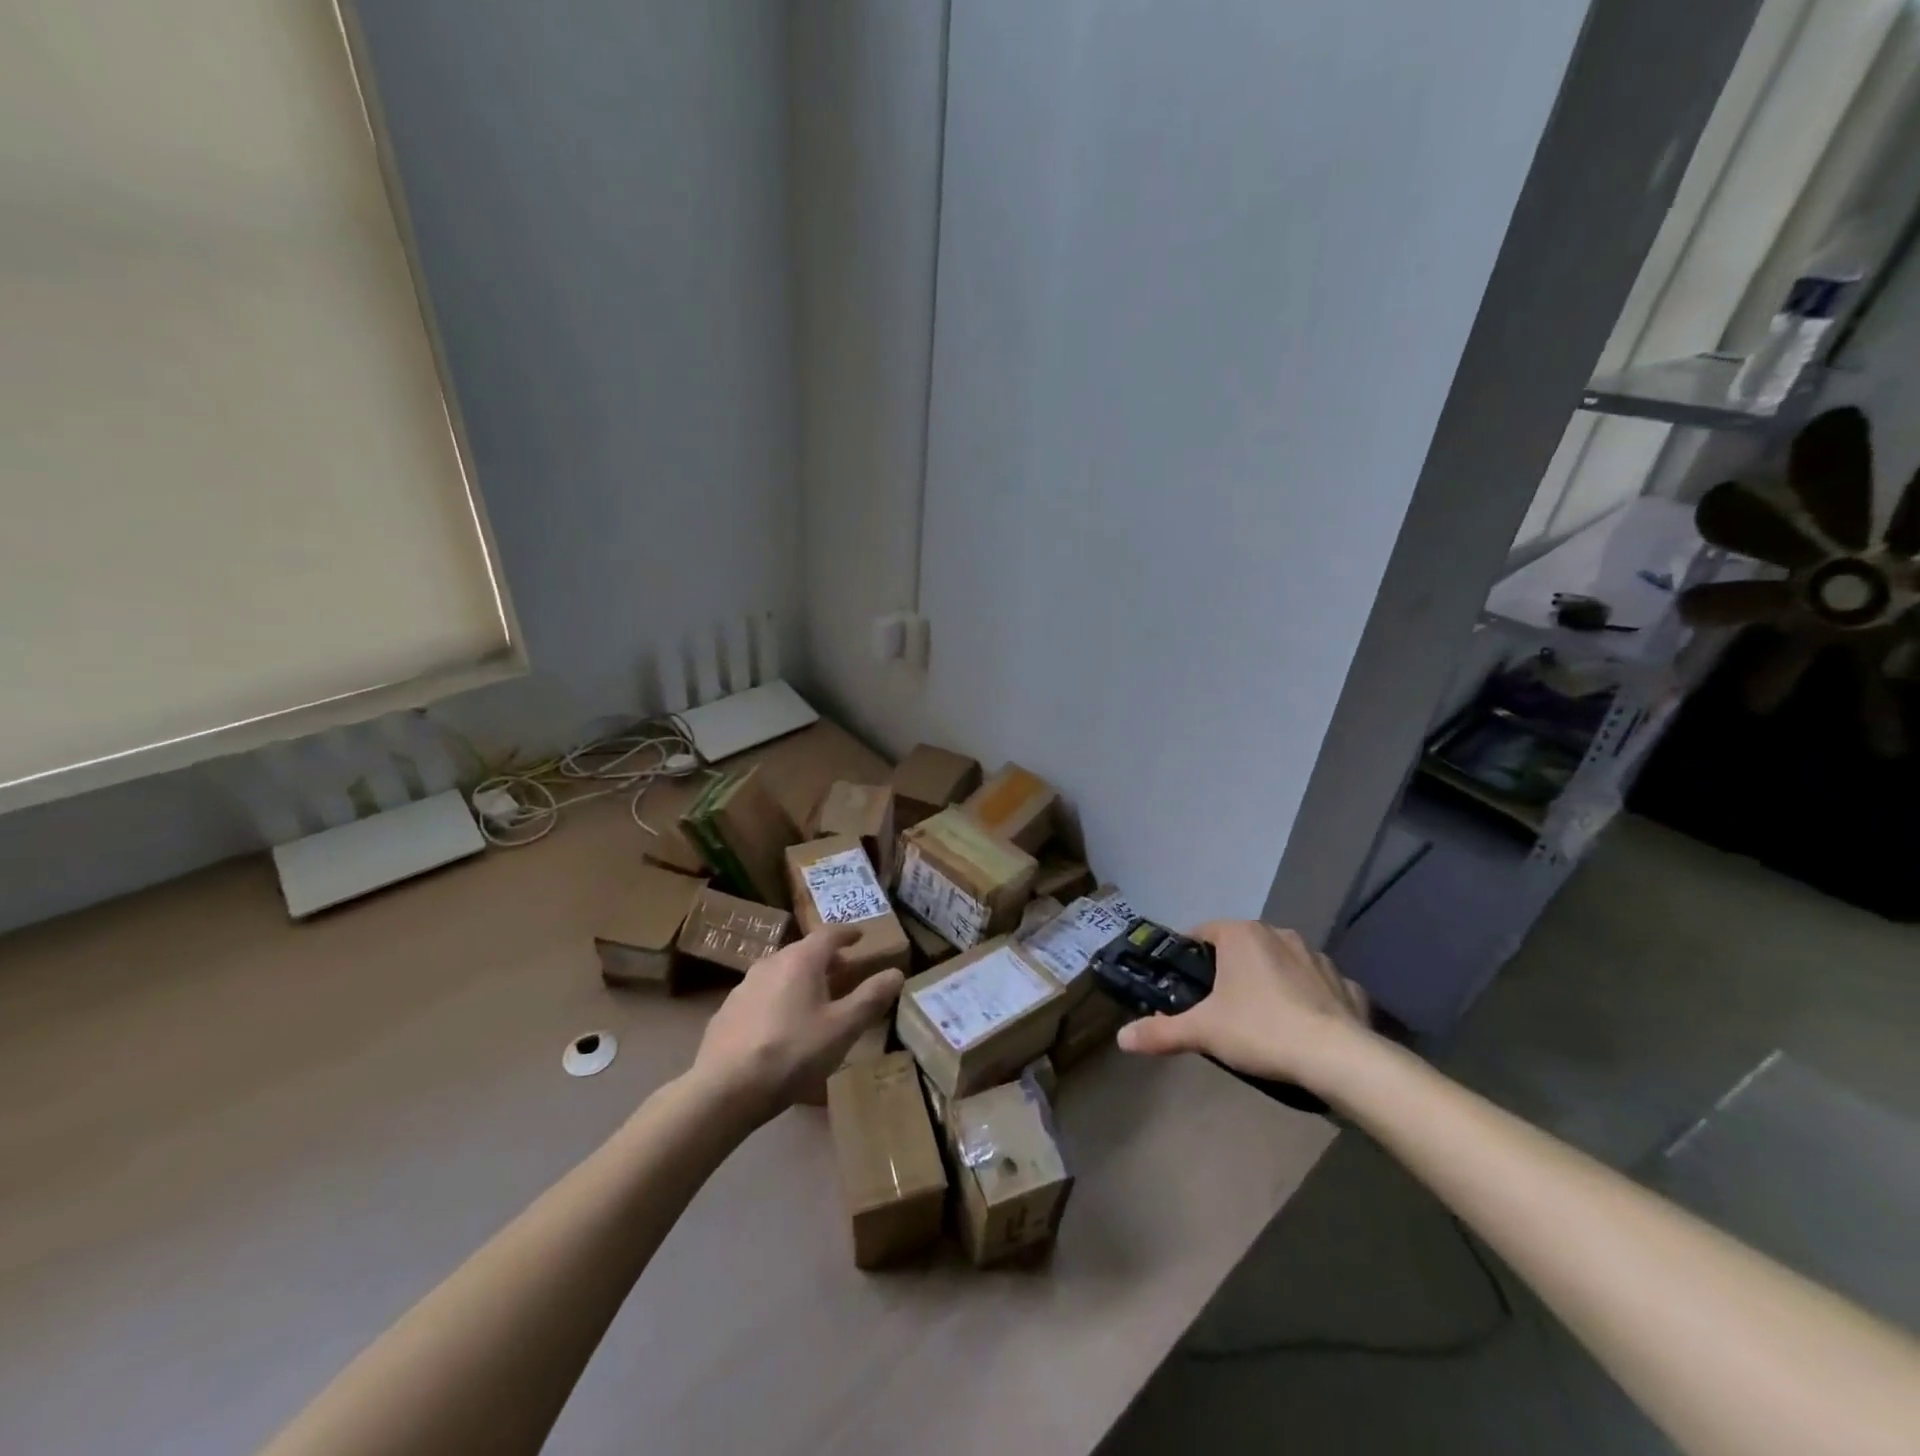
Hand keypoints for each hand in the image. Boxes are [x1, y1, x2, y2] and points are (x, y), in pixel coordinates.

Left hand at [689, 927, 904, 1123]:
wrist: (725, 1089)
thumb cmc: (793, 1052)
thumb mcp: (842, 1028)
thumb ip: (870, 998)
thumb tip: (896, 973)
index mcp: (801, 960)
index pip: (829, 934)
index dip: (847, 933)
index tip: (860, 936)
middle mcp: (771, 963)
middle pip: (803, 952)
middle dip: (826, 959)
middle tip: (844, 972)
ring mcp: (744, 986)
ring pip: (781, 972)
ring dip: (801, 979)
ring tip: (815, 999)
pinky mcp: (727, 1011)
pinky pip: (762, 995)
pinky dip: (779, 999)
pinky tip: (782, 1025)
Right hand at [1115, 921, 1371, 1087]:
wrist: (1338, 1058)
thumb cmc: (1260, 1030)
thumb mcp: (1202, 1032)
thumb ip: (1161, 1032)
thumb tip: (1121, 1038)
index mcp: (1241, 934)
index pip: (1202, 932)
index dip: (1188, 958)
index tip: (1183, 986)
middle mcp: (1279, 934)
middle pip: (1241, 948)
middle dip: (1228, 972)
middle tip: (1217, 1008)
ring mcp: (1317, 957)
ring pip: (1280, 964)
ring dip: (1269, 982)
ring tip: (1260, 1020)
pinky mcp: (1345, 984)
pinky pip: (1317, 986)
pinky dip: (1307, 1000)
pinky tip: (1302, 1028)